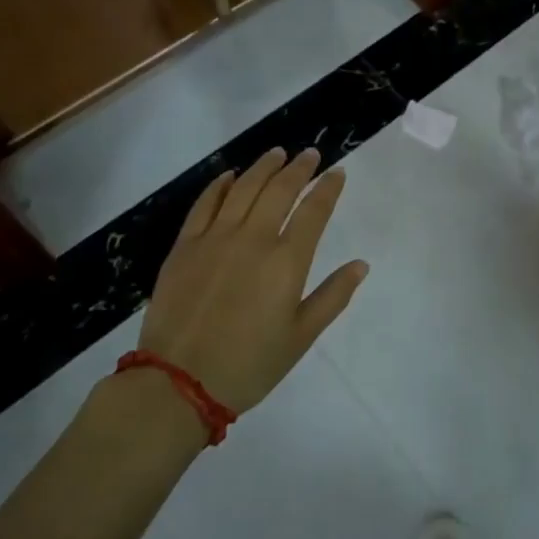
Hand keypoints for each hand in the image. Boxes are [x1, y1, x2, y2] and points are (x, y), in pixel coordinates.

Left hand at [134, 148, 364, 413]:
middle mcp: (253, 239)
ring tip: (277, 153)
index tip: (337, 172)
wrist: (177, 385)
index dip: (328, 188)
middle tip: (310, 154)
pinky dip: (220, 185)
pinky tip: (230, 176)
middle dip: (299, 168)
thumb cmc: (248, 365)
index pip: (314, 210)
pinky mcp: (185, 246)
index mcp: (286, 261)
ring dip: (263, 167)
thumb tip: (361, 265)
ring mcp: (215, 238)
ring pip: (243, 188)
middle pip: (280, 189)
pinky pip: (204, 204)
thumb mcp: (300, 337)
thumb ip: (333, 297)